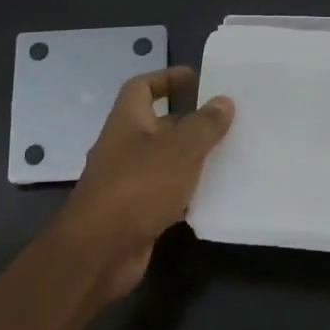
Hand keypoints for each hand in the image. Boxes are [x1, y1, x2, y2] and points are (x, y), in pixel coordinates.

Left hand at [54, 67, 233, 301]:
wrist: (100, 250)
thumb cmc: (139, 187)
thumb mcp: (179, 150)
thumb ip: (204, 125)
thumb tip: (223, 101)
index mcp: (127, 121)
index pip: (142, 87)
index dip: (167, 78)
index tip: (197, 79)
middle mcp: (124, 146)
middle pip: (157, 124)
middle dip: (189, 121)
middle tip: (226, 121)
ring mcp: (127, 181)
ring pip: (164, 160)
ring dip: (192, 157)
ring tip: (229, 154)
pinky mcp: (136, 212)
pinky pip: (166, 192)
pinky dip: (187, 191)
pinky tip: (215, 195)